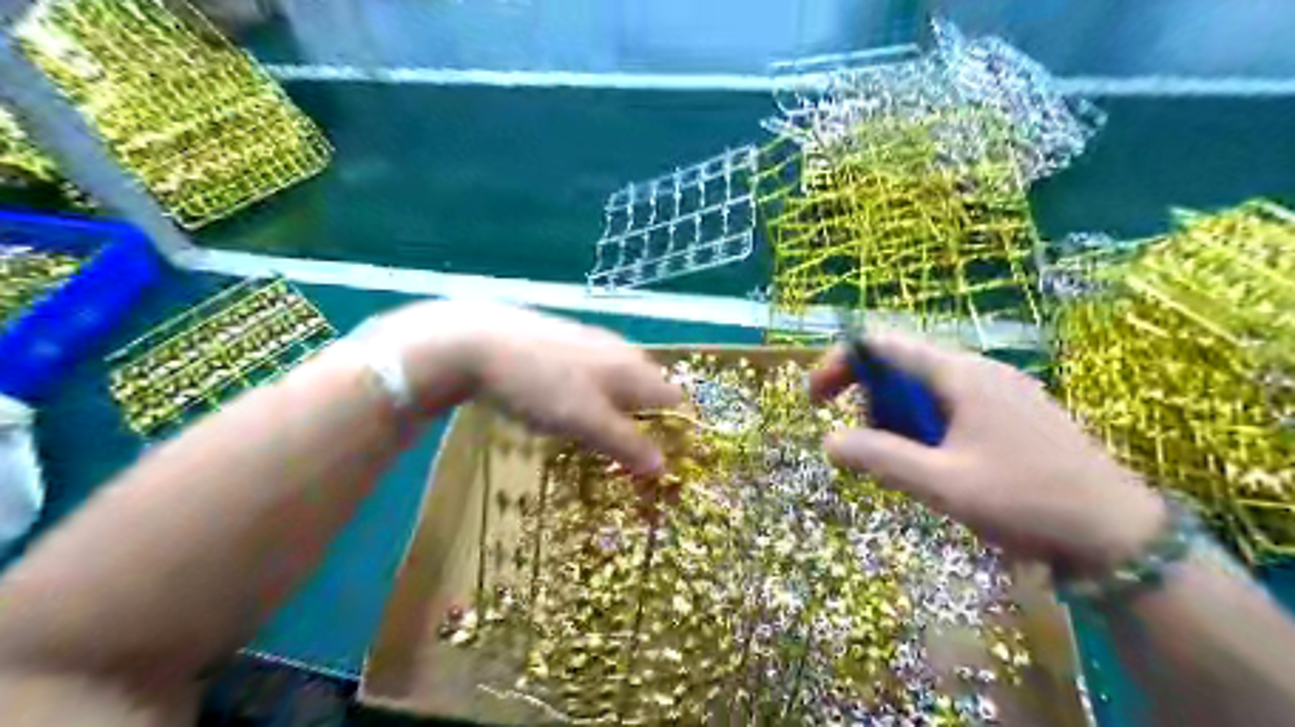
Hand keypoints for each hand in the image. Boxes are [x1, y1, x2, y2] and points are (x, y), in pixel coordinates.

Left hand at [358, 301, 680, 476]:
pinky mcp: (563, 338)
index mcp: (632, 368)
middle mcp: (620, 349)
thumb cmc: (540, 386)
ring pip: (617, 377)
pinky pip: (591, 369)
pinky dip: (590, 390)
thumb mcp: (586, 423)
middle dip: (643, 418)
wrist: (478, 341)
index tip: (659, 457)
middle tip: (625, 449)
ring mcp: (591, 340)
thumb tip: (664, 467)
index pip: (672, 398)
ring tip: (595, 430)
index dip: (672, 428)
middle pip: (647, 386)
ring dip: (615, 405)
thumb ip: (627, 444)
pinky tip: (564, 400)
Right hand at [806, 330, 1163, 579]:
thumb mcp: (943, 484)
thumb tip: (828, 441)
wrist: (1122, 536)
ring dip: (896, 415)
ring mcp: (1000, 390)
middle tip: (861, 444)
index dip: (839, 363)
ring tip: (899, 461)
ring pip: (926, 386)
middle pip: (901, 364)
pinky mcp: (1014, 412)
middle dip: (867, 397)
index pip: (881, 345)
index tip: (815, 400)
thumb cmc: (1028, 502)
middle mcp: (978, 370)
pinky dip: (924, 424)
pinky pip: (951, 404)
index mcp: (959, 375)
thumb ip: (881, 458)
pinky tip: (935, 463)